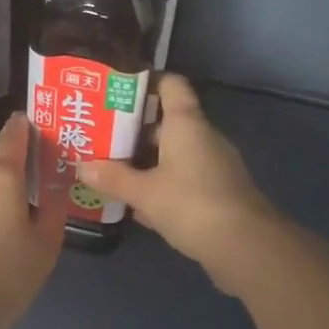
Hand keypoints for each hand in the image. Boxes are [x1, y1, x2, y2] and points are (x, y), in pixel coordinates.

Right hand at [77, 76, 281, 295]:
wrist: (247, 247)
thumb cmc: (192, 205)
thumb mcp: (144, 193)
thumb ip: (113, 178)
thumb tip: (81, 166)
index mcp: (187, 124)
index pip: (171, 84)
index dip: (146, 81)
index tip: (117, 88)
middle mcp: (203, 137)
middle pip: (167, 122)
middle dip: (134, 130)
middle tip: (100, 136)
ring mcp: (214, 165)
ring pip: (174, 153)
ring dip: (146, 161)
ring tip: (111, 169)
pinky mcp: (218, 192)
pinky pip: (184, 178)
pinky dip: (162, 184)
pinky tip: (137, 204)